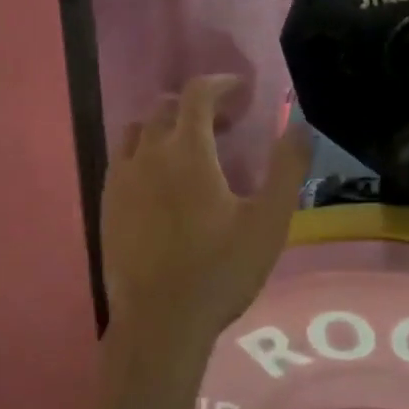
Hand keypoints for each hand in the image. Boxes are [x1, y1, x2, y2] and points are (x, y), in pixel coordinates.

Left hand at [100, 76, 312, 353]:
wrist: (159, 325)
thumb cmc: (220, 270)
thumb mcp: (269, 220)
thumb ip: (287, 167)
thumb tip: (300, 125)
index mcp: (187, 151)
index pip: (198, 94)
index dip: (222, 83)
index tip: (242, 91)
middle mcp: (148, 154)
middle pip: (166, 108)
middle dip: (198, 106)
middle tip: (226, 126)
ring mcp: (121, 179)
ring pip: (139, 130)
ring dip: (167, 126)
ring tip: (191, 149)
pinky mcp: (107, 205)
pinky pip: (122, 159)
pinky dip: (144, 152)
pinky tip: (161, 182)